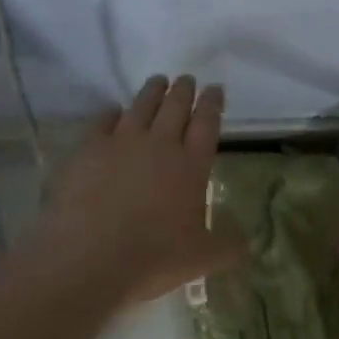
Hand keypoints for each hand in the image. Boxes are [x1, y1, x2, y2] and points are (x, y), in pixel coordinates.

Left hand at [28, 74, 242, 303]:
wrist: (88, 259)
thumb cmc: (152, 258)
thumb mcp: (202, 259)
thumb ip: (228, 246)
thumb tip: (250, 242)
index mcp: (192, 165)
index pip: (207, 123)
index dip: (213, 103)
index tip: (215, 88)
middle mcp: (160, 144)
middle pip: (176, 106)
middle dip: (184, 90)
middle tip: (187, 79)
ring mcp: (122, 142)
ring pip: (142, 105)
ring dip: (153, 91)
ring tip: (157, 82)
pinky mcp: (89, 148)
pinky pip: (103, 120)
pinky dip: (111, 112)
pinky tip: (112, 111)